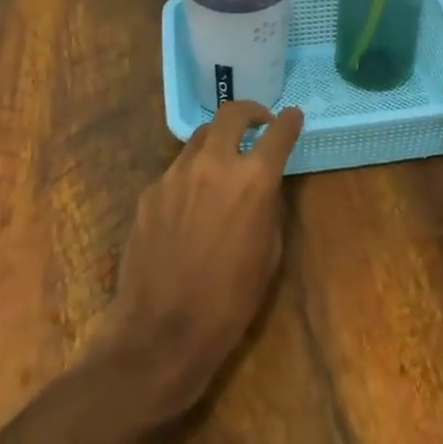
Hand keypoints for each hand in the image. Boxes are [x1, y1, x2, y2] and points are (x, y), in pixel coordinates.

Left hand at [98, 101, 303, 416]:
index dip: (290, 121)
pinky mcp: (149, 193)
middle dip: (249, 112)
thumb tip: (263, 187)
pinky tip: (191, 207)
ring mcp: (174, 175)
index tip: (293, 116)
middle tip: (257, 124)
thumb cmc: (230, 300)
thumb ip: (268, 206)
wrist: (162, 331)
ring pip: (199, 139)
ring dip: (217, 143)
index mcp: (253, 179)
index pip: (278, 133)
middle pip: (230, 113)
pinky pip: (175, 172)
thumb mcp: (269, 253)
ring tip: (223, 165)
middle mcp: (213, 165)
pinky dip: (191, 176)